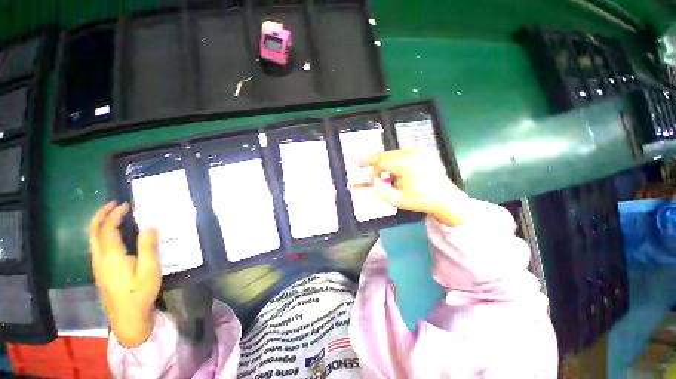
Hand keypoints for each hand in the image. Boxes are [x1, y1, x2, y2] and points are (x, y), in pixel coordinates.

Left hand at [90, 202, 160, 347]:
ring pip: (92, 239)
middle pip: (94, 232)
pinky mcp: (100, 271)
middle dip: (101, 215)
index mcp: (112, 257)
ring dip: (99, 223)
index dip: (115, 215)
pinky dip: (101, 233)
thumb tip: (149, 225)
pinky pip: (96, 246)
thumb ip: (148, 247)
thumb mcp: (150, 270)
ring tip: (111, 214)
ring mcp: (98, 266)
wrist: (127, 317)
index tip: (126, 205)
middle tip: (113, 204)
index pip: (108, 229)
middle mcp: (100, 259)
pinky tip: (111, 235)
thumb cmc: (140, 293)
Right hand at [360, 149, 467, 225]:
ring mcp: (420, 151)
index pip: (382, 162)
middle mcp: (413, 153)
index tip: (372, 181)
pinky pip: (402, 152)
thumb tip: (371, 181)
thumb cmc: (421, 200)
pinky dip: (394, 158)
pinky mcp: (423, 152)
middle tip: (361, 162)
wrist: (445, 198)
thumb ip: (380, 191)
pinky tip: (390, 164)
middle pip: (386, 154)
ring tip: (377, 168)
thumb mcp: (398, 200)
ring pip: (393, 152)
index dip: (373, 171)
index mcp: (407, 164)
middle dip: (374, 161)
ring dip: (384, 160)